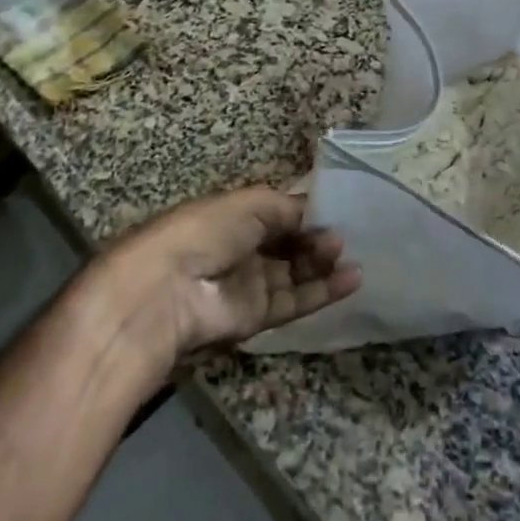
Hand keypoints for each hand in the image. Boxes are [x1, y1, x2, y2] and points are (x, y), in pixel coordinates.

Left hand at [78, 186, 359, 383]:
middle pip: (289, 243)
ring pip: (295, 274)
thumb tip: (318, 217)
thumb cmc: (206, 231)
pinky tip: (352, 280)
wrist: (167, 291)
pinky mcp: (255, 318)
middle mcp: (242, 248)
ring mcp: (248, 284)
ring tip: (352, 257)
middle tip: (343, 237)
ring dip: (324, 265)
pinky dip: (323, 292)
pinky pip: (295, 302)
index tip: (337, 212)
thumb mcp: (250, 203)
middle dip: (317, 238)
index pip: (279, 212)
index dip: (307, 212)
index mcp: (234, 215)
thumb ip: (289, 208)